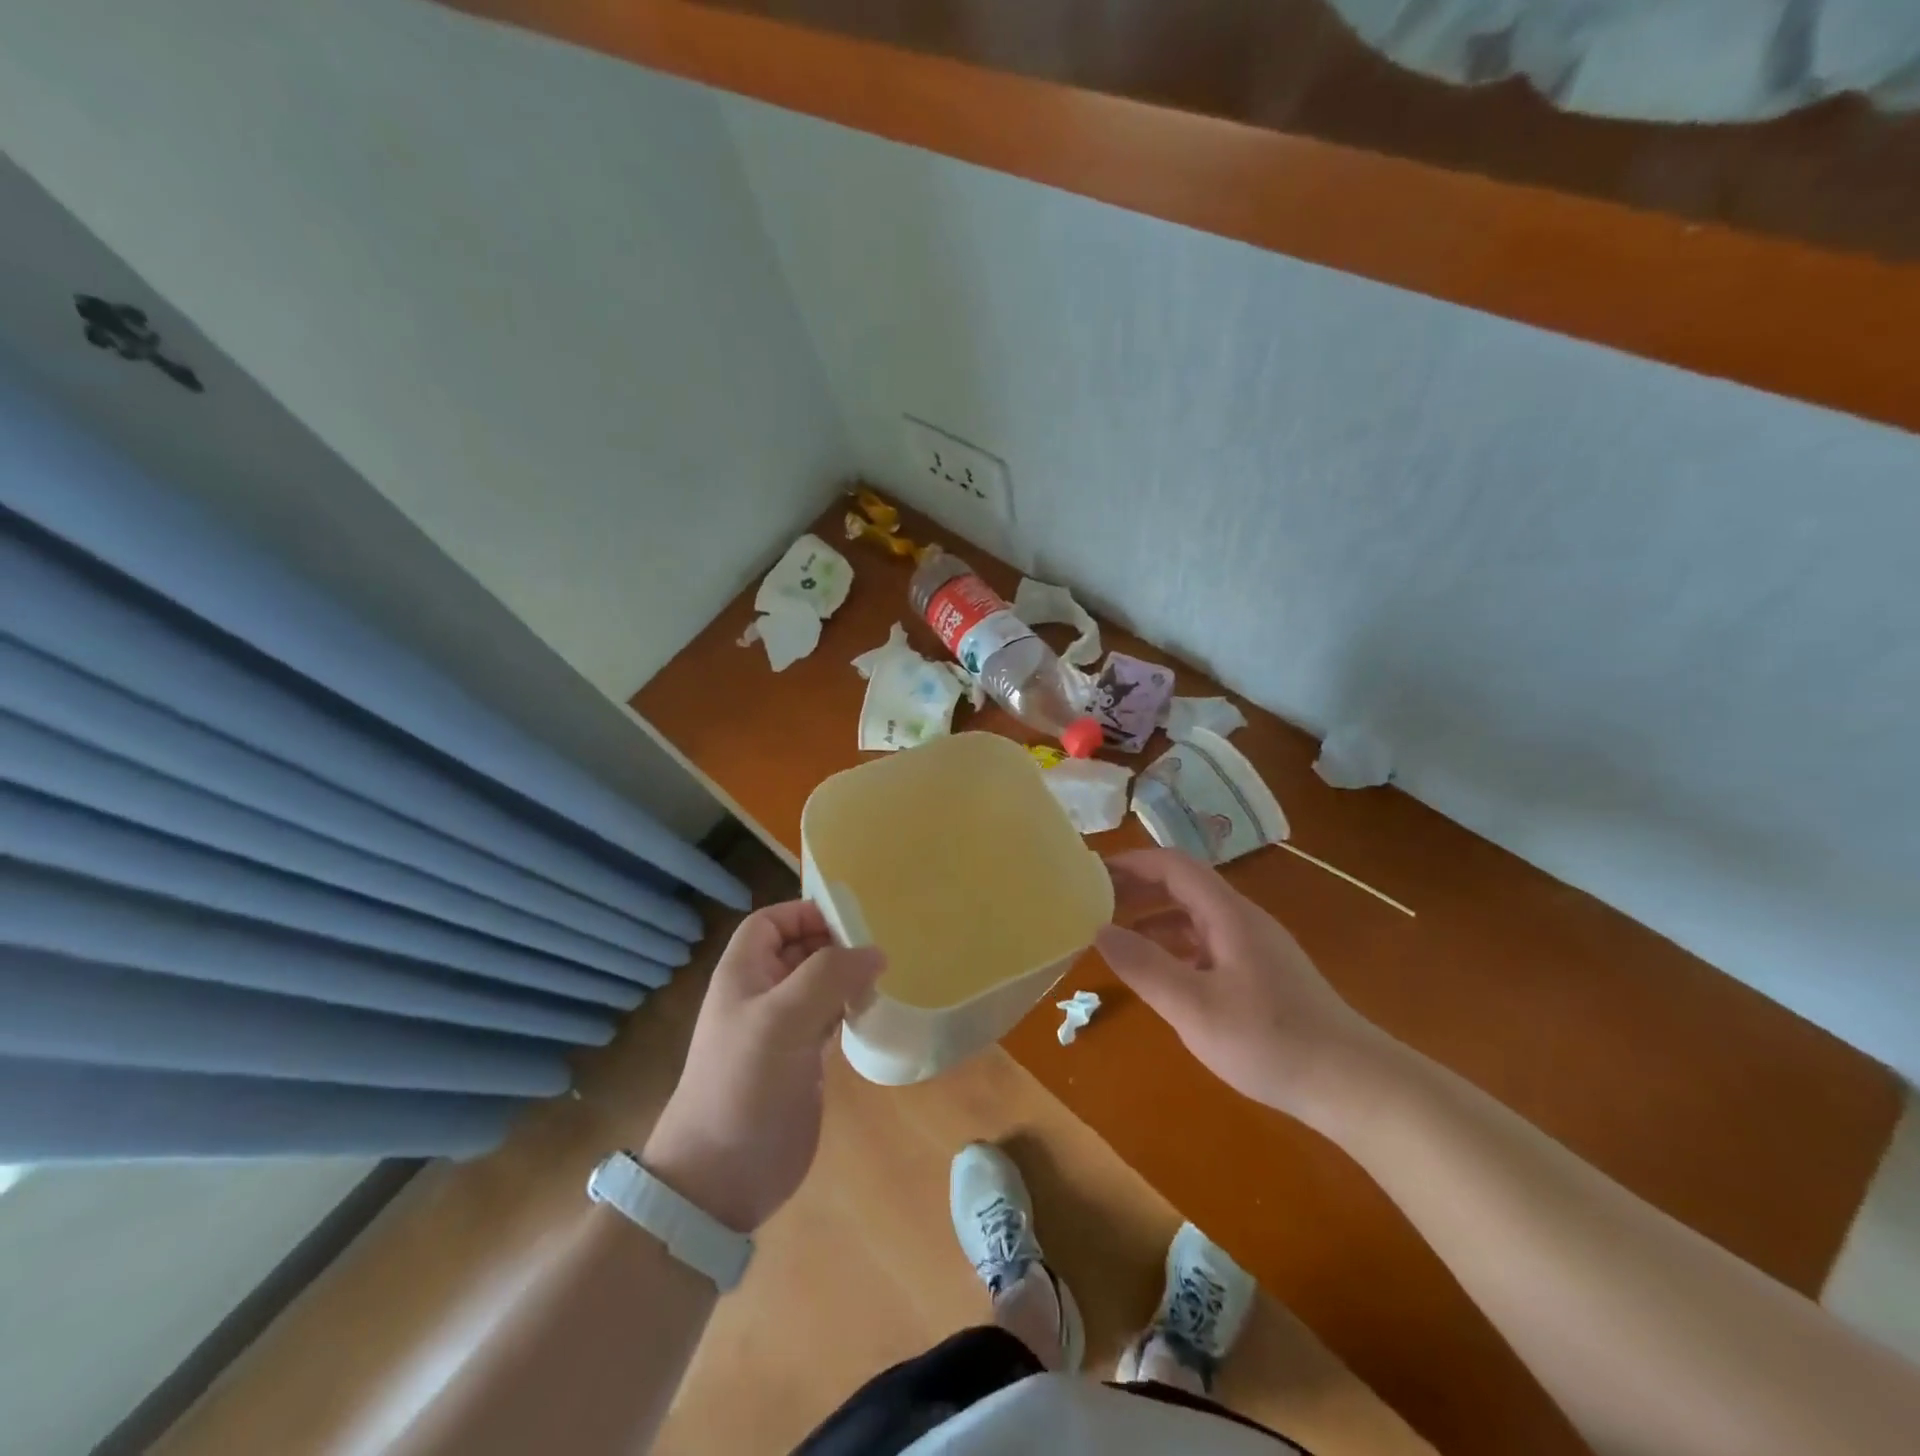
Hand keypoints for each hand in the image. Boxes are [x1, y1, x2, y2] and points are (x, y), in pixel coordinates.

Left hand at [642, 901, 883, 1232]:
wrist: (721, 1178)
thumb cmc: (743, 1085)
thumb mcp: (782, 1019)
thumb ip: (829, 976)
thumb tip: (875, 952)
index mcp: (743, 973)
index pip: (771, 921)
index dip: (805, 913)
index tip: (850, 920)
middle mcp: (761, 994)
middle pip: (799, 949)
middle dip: (835, 943)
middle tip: (879, 948)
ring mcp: (781, 1029)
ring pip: (818, 984)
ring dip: (847, 976)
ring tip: (883, 977)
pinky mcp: (801, 1060)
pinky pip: (829, 1017)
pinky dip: (850, 1008)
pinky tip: (873, 1011)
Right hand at [1097, 848, 1382, 1120]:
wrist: (1354, 1085)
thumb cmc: (1270, 1041)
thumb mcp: (1194, 1008)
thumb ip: (1145, 966)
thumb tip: (1098, 930)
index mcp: (1228, 915)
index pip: (1174, 865)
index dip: (1132, 862)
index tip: (1091, 874)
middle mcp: (1243, 920)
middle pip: (1184, 886)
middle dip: (1139, 888)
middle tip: (1095, 903)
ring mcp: (1256, 947)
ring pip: (1196, 916)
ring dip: (1155, 918)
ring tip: (1117, 936)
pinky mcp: (1264, 974)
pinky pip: (1209, 943)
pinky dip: (1176, 945)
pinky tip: (1162, 973)